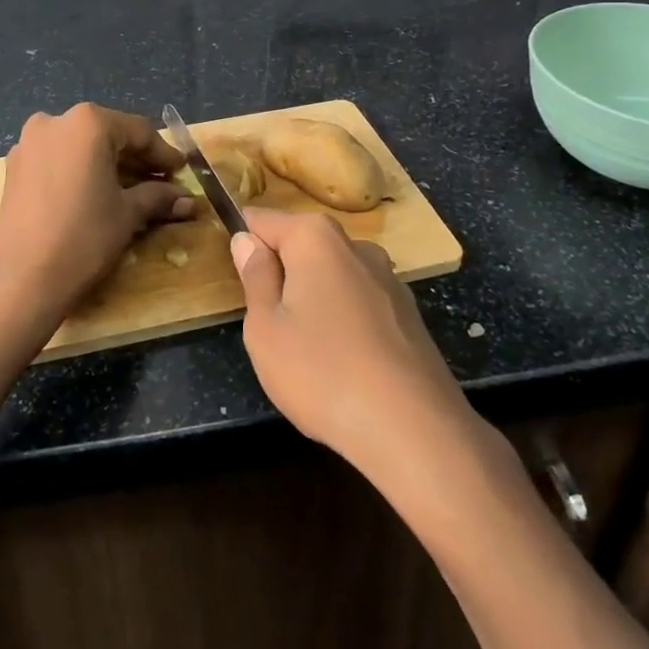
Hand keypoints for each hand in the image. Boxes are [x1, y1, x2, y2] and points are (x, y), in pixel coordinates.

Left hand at [0, 103, 189, 325]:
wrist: (23, 280)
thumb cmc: (84, 237)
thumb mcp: (128, 214)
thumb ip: (158, 197)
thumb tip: (187, 199)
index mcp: (88, 122)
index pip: (139, 132)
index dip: (164, 154)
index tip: (182, 172)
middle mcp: (55, 121)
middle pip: (108, 135)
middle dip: (136, 159)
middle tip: (161, 183)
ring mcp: (29, 143)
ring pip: (80, 147)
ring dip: (107, 165)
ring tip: (130, 190)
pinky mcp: (14, 167)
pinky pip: (57, 160)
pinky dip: (80, 172)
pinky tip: (94, 194)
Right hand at [231, 209, 468, 478]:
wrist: (413, 429)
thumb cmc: (321, 372)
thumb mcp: (265, 328)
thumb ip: (255, 277)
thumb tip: (247, 240)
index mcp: (315, 238)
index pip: (263, 220)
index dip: (243, 242)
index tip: (235, 277)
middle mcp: (355, 245)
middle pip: (302, 245)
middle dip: (281, 272)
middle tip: (267, 323)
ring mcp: (388, 278)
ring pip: (332, 275)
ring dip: (313, 297)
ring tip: (305, 350)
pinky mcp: (408, 313)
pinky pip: (359, 302)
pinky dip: (344, 320)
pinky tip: (342, 363)